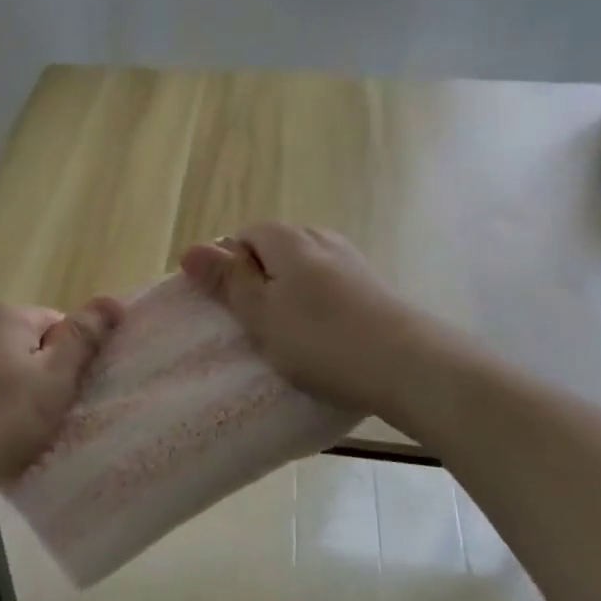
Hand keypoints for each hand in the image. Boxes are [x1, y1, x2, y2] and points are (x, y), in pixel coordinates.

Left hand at [0, 297, 123, 499]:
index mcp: (6, 315)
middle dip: (40, 377)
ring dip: (12, 393)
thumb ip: (83, 339)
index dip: (71, 361)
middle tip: (45, 417)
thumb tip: (112, 300)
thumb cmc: (1, 420)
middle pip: (27, 345)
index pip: (58, 325)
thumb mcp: (55, 380)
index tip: (67, 396)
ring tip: (14, 431)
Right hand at [179, 223, 416, 416]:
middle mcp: (320, 238)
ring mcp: (351, 261)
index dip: (228, 268)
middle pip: (273, 250)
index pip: (243, 236)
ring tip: (287, 336)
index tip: (228, 308)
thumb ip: (227, 280)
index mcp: (287, 239)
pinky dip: (316, 306)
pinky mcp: (372, 287)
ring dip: (287, 296)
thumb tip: (190, 249)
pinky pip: (328, 287)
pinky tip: (322, 338)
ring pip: (302, 270)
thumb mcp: (260, 313)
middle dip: (257, 281)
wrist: (410, 365)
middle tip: (253, 325)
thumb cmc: (320, 339)